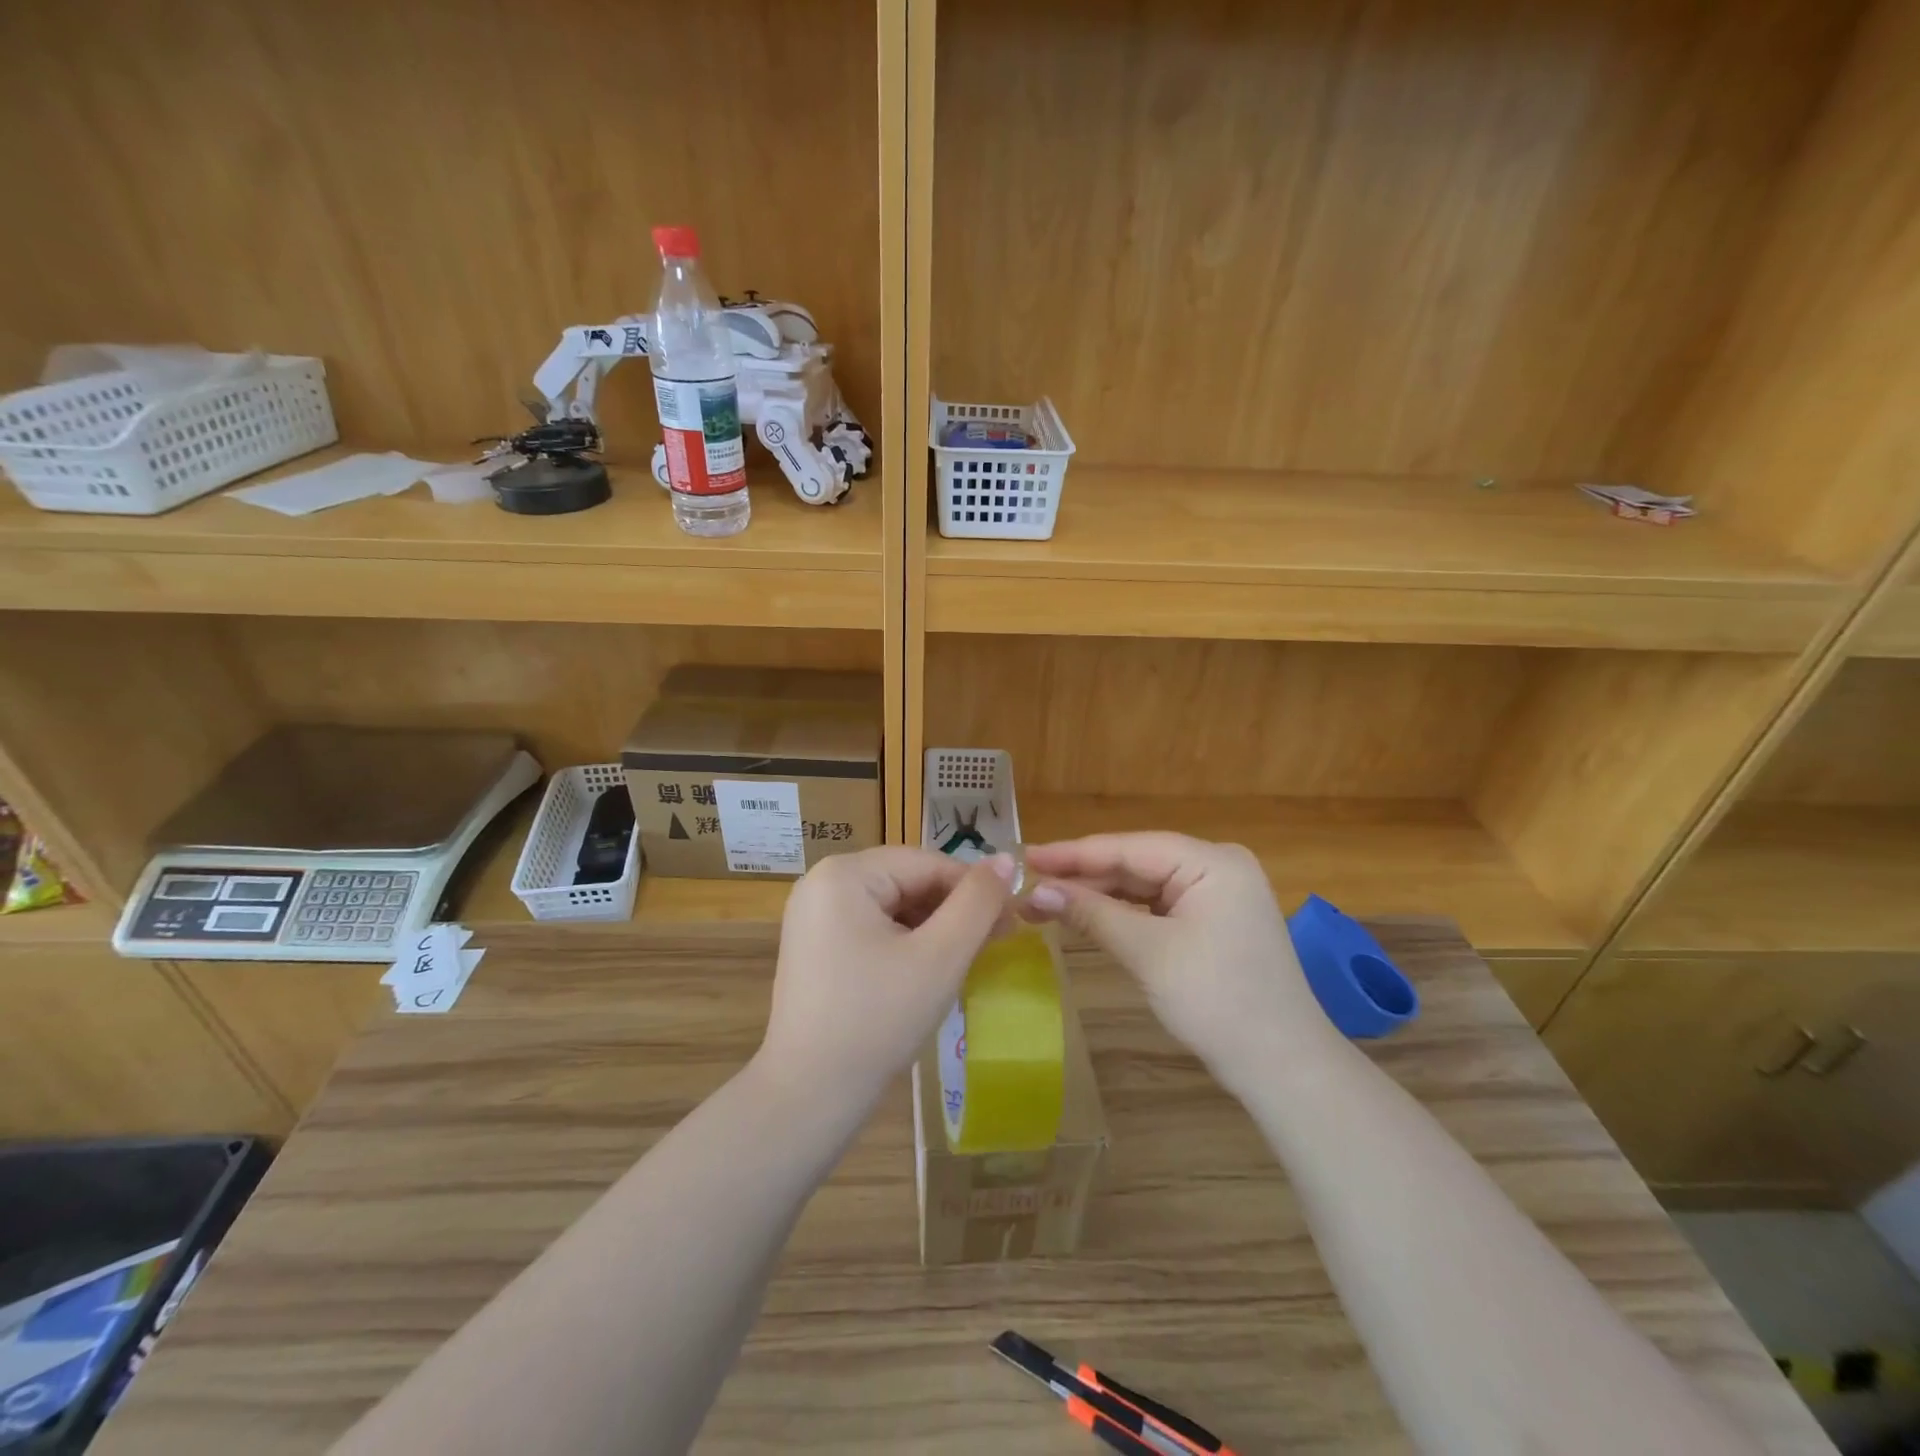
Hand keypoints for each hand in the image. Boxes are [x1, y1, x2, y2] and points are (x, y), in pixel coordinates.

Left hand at [756, 847, 1015, 1120]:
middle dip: (954, 910)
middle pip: (907, 881)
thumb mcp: (940, 957)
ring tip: (968, 959)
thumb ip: (977, 902)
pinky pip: (872, 927)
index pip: (927, 863)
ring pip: (893, 905)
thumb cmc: (878, 1019)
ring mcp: (813, 915)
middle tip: (996, 942)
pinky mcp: (815, 945)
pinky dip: (906, 942)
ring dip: (934, 927)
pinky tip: (930, 971)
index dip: (974, 889)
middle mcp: (822, 882)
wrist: (809, 1095)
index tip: (1012, 920)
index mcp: (844, 874)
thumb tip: (1006, 859)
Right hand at [1023, 834, 1335, 1087]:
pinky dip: (1122, 914)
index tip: (1026, 857)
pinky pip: (1157, 907)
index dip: (1073, 854)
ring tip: (1045, 902)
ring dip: (1098, 896)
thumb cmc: (1217, 1001)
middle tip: (1028, 887)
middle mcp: (1217, 867)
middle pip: (1135, 863)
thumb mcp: (1148, 953)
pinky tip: (1087, 916)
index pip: (1129, 848)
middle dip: (1083, 878)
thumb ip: (1092, 914)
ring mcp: (1217, 894)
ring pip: (1143, 886)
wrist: (1281, 1066)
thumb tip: (1035, 891)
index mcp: (1212, 861)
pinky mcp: (1212, 921)